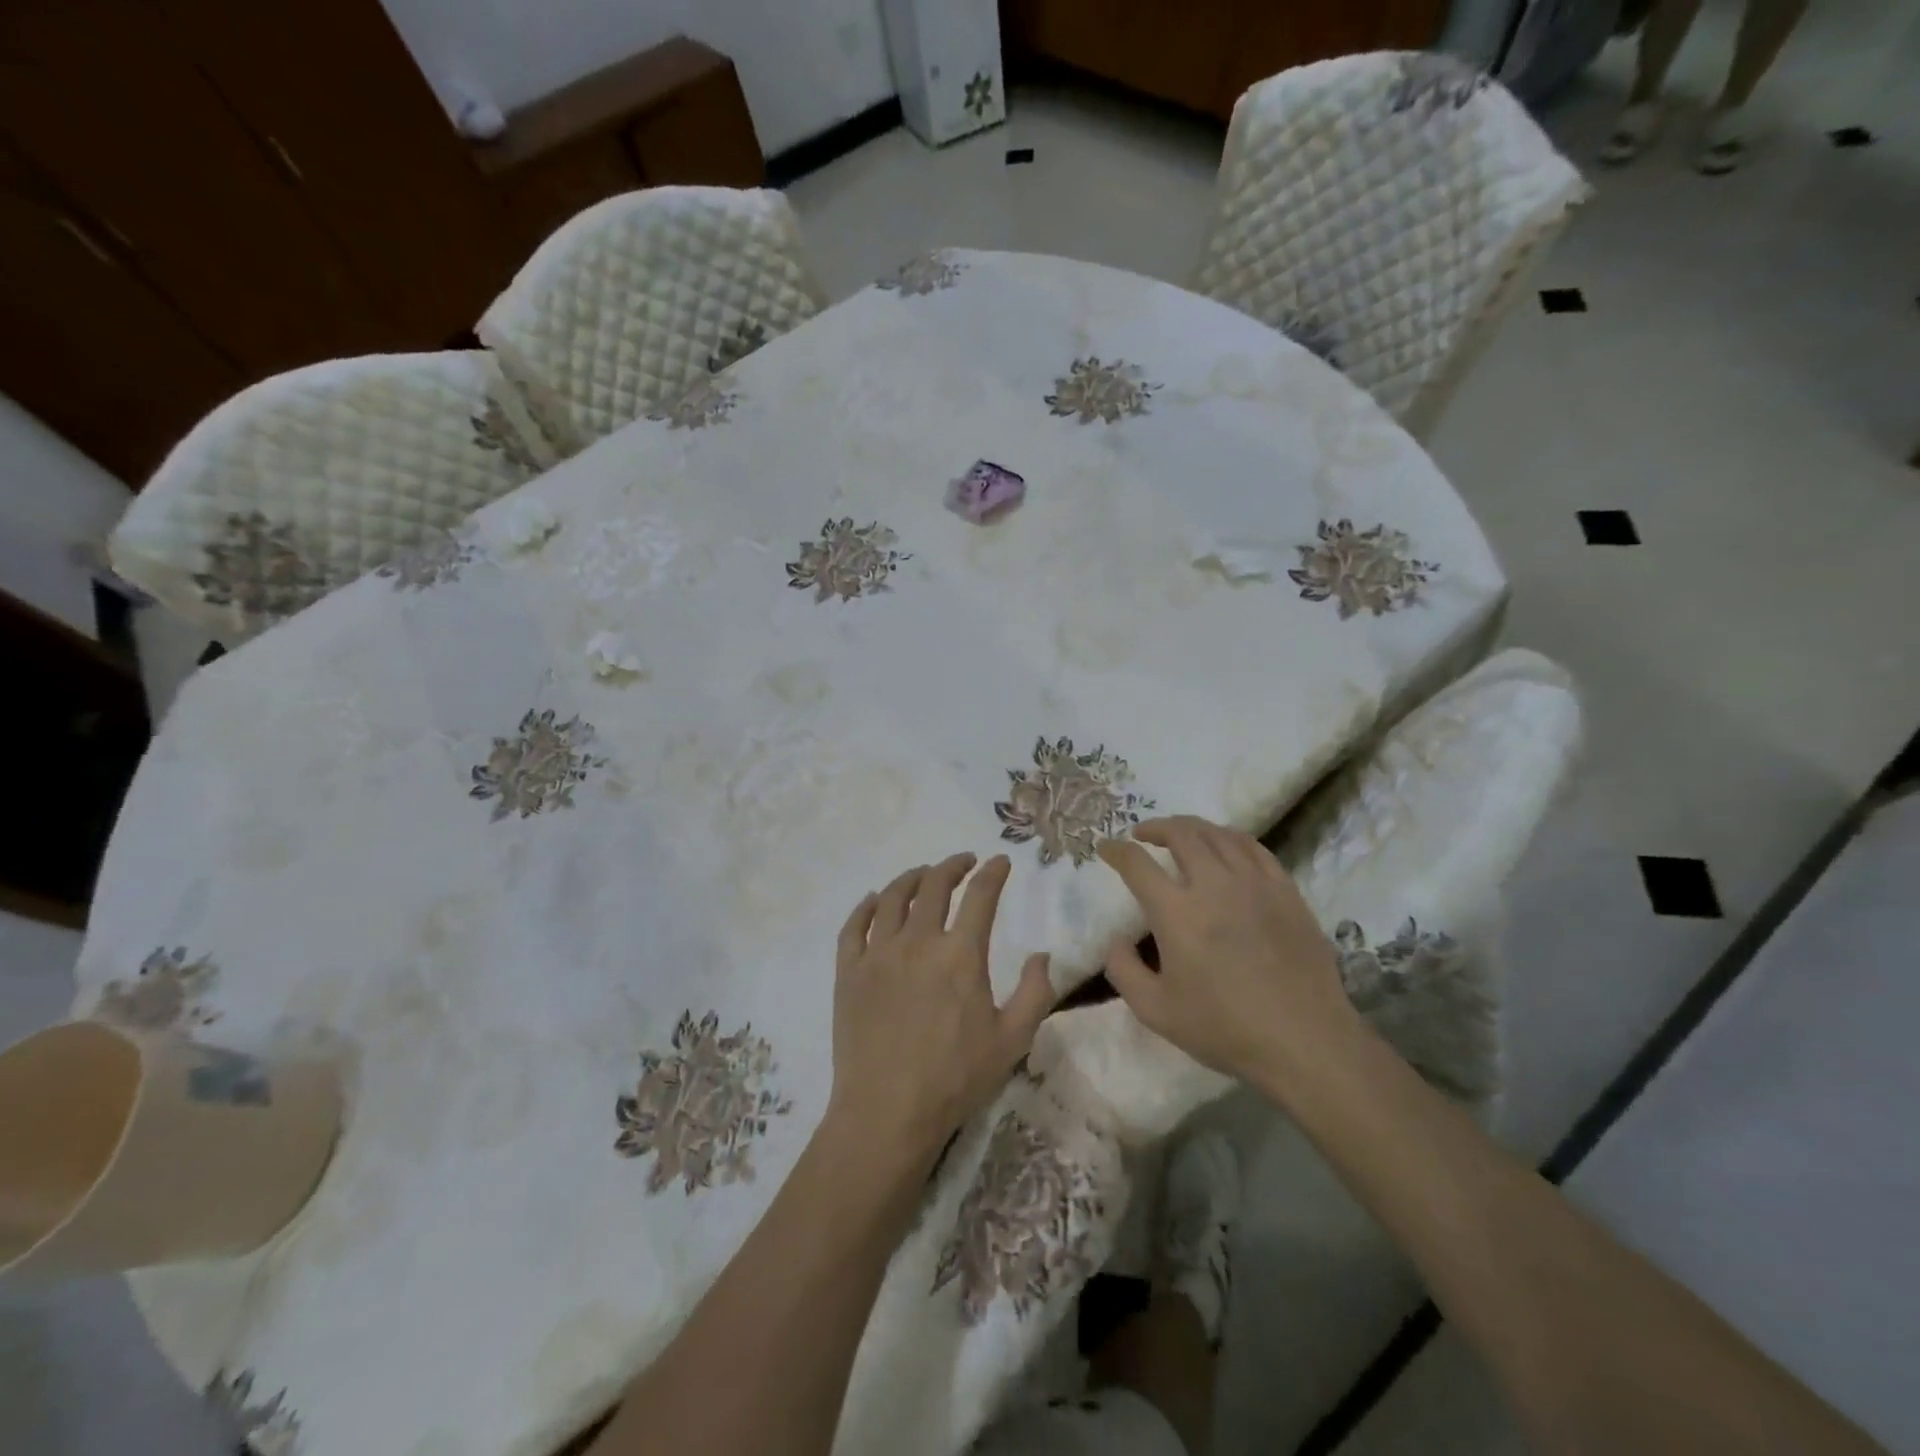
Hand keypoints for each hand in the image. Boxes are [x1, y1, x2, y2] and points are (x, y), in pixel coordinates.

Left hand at [827, 853, 1055, 1167]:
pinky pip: (854, 925)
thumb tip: (1041, 954)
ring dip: (912, 878)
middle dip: (953, 866)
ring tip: (923, 875)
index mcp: (960, 954)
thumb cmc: (955, 1078)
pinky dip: (866, 906)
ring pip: (892, 897)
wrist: (887, 1112)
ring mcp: (878, 954)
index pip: (980, 896)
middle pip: (934, 885)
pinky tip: (874, 900)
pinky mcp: (849, 971)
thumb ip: (1035, 992)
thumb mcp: (1012, 1040)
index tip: (1000, 861)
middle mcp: (918, 941)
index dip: (993, 873)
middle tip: (964, 862)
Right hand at [1097, 816, 1359, 1083]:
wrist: (1304, 1041)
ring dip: (1191, 827)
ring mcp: (1254, 883)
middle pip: (1181, 834)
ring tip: (1180, 834)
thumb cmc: (1224, 1028)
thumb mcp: (1155, 1011)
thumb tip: (1117, 940)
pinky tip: (1225, 846)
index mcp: (1177, 912)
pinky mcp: (1285, 890)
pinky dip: (1230, 838)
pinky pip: (1254, 848)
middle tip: (1143, 834)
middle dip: (1155, 827)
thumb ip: (1123, 971)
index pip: (1137, 864)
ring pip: (1218, 834)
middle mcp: (1214, 885)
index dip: (1116, 850)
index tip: (1106, 846)